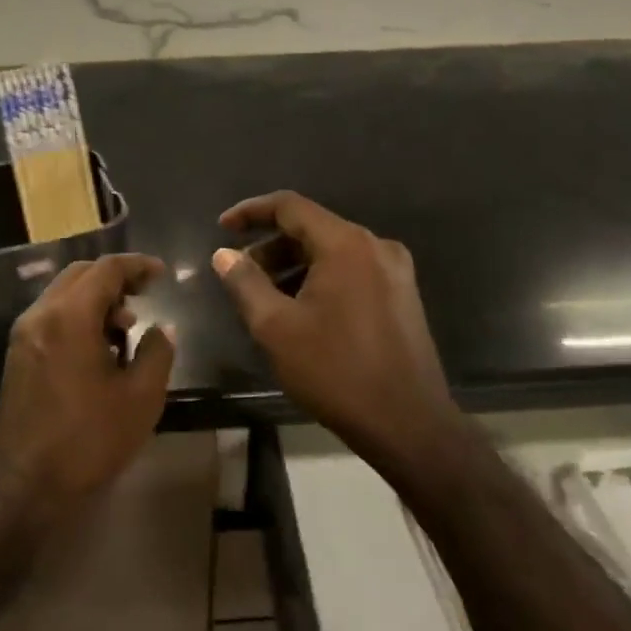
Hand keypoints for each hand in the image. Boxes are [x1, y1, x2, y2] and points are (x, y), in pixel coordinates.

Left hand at [0, 254, 175, 520]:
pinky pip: (52, 317)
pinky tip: (99, 349)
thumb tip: (162, 328)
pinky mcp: (18, 356)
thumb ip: (157, 352)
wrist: (25, 486)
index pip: (106, 269)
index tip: (161, 274)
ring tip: (126, 329)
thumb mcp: (140, 398)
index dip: (138, 265)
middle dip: (115, 278)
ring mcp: (24, 335)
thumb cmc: (88, 439)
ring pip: (63, 295)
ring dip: (96, 299)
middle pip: (80, 275)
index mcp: (70, 316)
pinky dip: (78, 317)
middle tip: (145, 294)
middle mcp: (41, 315)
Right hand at [213, 192, 458, 469]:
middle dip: (271, 245)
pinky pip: (352, 271)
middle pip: (313, 228)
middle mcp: (375, 246)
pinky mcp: (402, 295)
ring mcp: (395, 271)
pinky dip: (320, 278)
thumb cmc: (335, 370)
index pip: (290, 206)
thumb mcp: (276, 327)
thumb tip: (224, 255)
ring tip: (265, 296)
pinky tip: (301, 309)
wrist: (407, 424)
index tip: (223, 228)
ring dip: (294, 265)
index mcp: (346, 244)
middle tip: (240, 272)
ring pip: (332, 252)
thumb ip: (245, 283)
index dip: (251, 211)